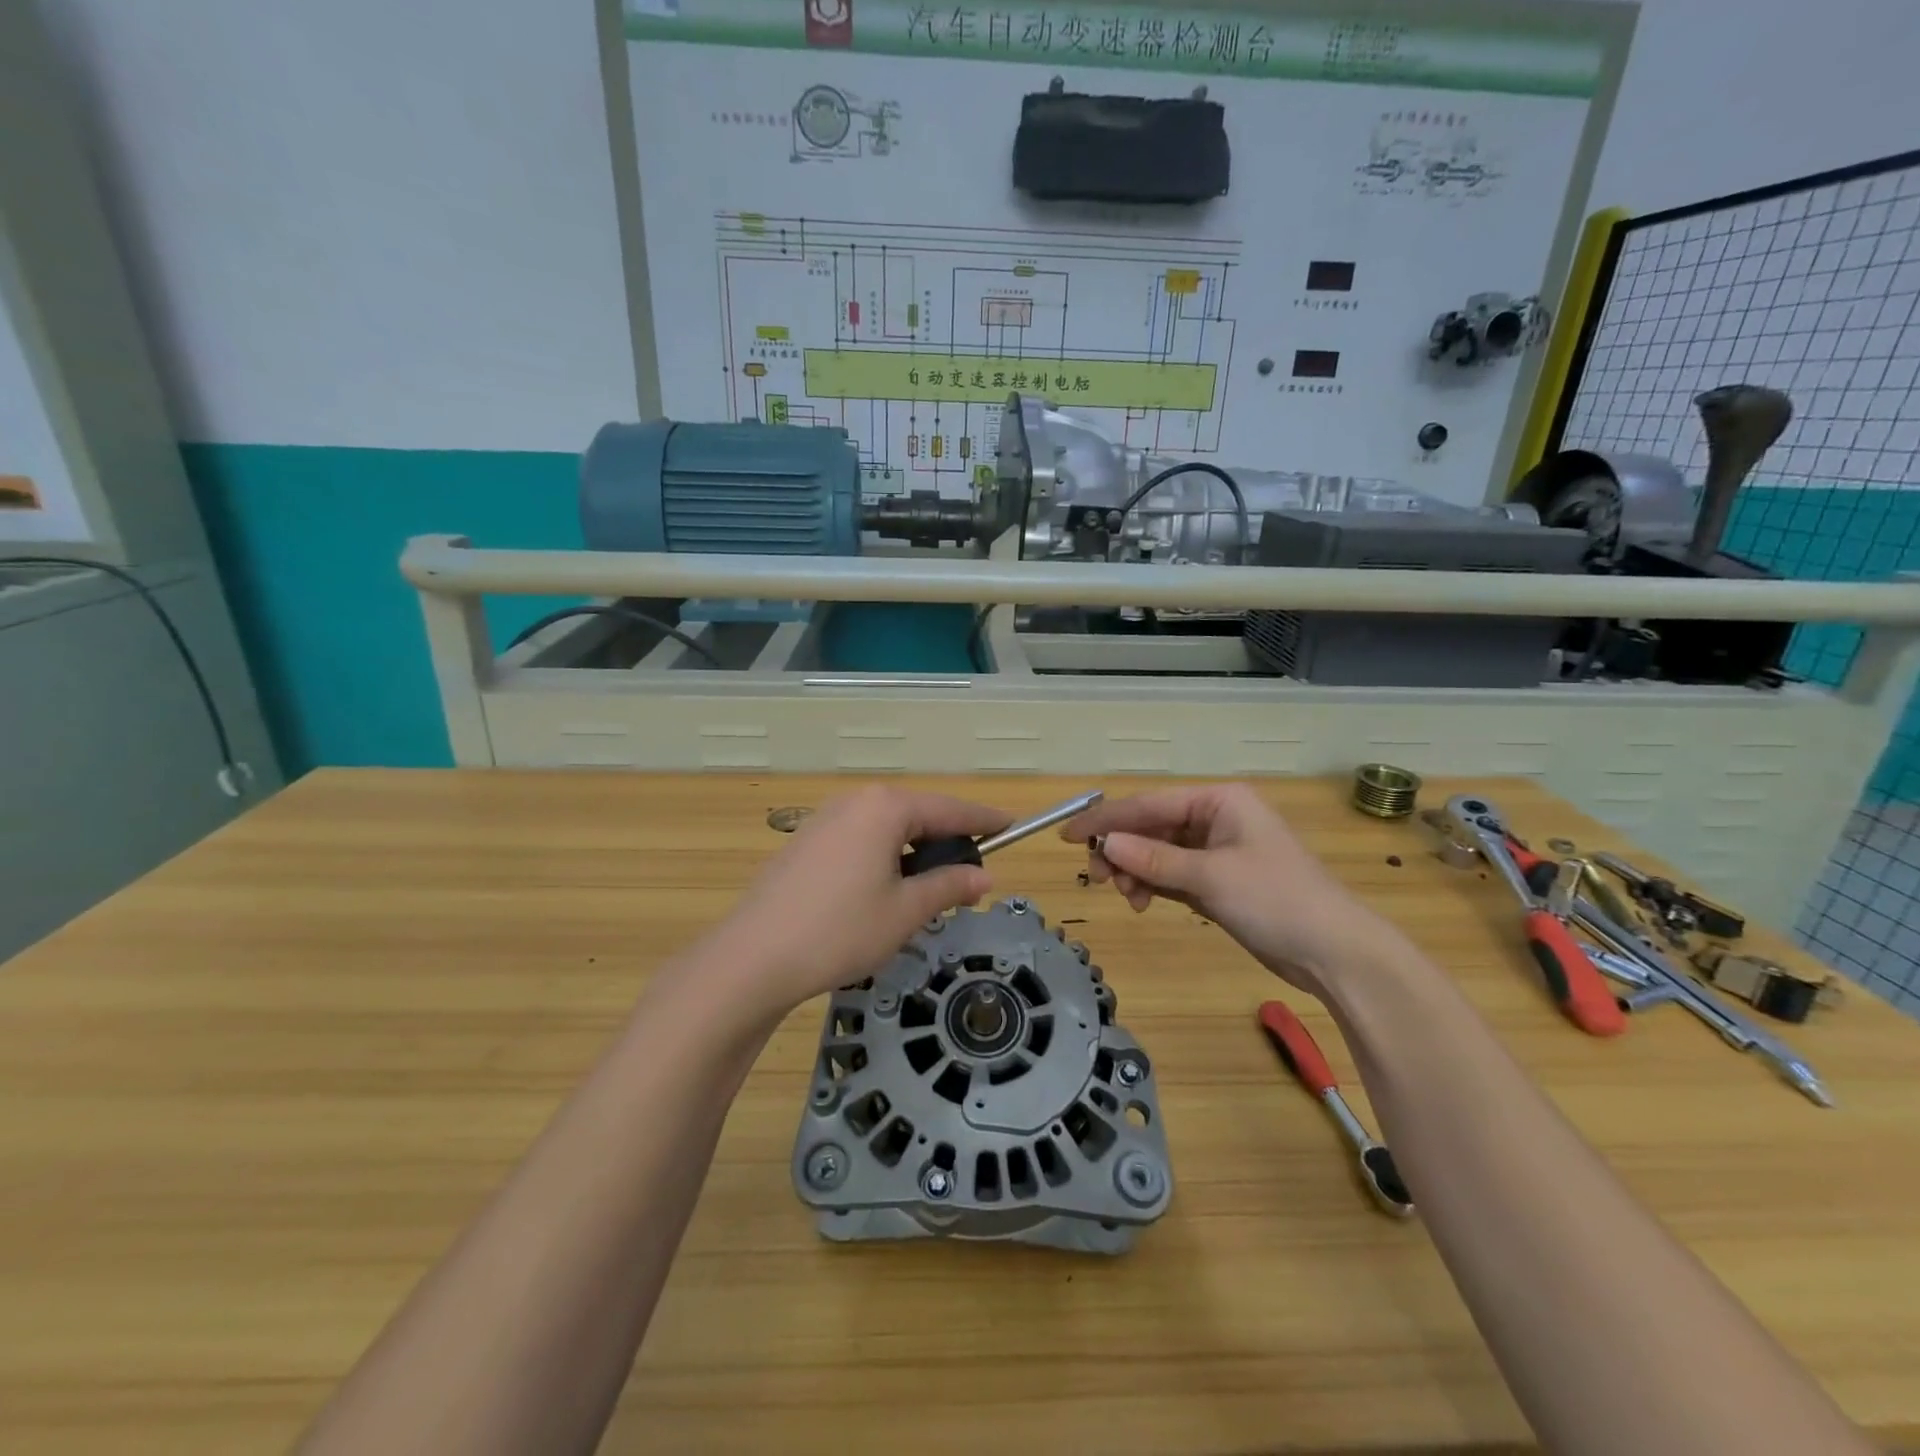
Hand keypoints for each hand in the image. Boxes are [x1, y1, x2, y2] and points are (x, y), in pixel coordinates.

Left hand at [701, 786, 1007, 1017]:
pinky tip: (883, 892)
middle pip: (916, 814)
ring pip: (886, 829)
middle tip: (970, 875)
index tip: (1011, 825)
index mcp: (885, 808)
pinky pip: (859, 840)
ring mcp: (824, 820)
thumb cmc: (840, 930)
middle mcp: (855, 802)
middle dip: (946, 841)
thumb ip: (948, 887)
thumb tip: (982, 877)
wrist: (753, 958)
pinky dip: (883, 858)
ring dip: (913, 852)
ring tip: (929, 890)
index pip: (949, 808)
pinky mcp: (804, 844)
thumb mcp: (905, 911)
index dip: (983, 820)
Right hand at [1062, 784, 1397, 995]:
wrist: (1335, 952)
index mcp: (1219, 801)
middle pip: (1152, 827)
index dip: (1107, 820)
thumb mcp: (1211, 876)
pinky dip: (1152, 884)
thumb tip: (1106, 844)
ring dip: (1136, 871)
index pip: (1150, 805)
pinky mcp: (1218, 881)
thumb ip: (1155, 858)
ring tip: (1126, 895)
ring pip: (1158, 852)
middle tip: (1097, 877)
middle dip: (1122, 850)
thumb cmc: (1276, 900)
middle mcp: (1216, 818)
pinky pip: (1172, 874)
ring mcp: (1217, 851)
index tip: (1068, 835)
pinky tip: (1141, 900)